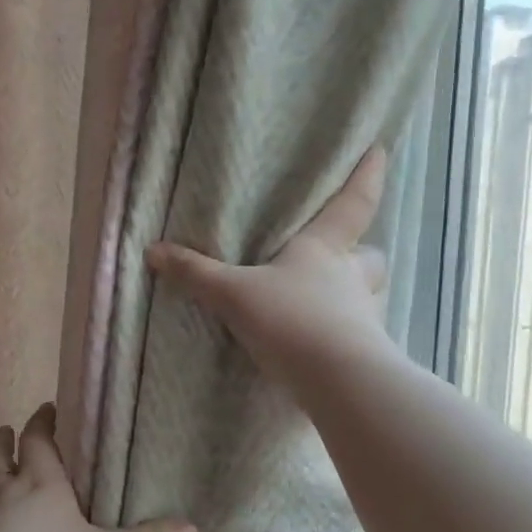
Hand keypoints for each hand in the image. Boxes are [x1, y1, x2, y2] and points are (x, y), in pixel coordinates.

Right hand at [145, 146, 391, 388]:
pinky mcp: (363, 354)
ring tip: (324, 303)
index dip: (366, 176)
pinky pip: (354, 334)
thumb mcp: (233, 293)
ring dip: (351, 295)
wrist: (336, 381)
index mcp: (324, 249)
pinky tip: (317, 345)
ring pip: (365, 296)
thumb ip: (196, 273)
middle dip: (360, 251)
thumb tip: (152, 250)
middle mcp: (350, 278)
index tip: (379, 150)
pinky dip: (340, 335)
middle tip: (344, 255)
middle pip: (369, 256)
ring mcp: (361, 317)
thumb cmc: (290, 319)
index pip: (352, 203)